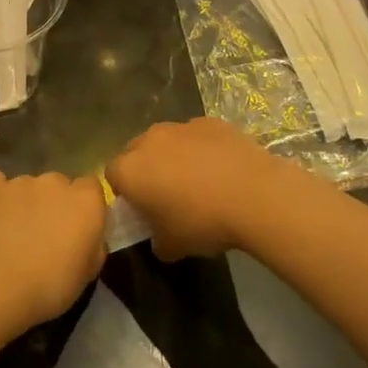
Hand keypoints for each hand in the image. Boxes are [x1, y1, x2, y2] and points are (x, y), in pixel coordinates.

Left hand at [0, 171, 105, 336]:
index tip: (78, 229)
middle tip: (46, 235)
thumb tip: (89, 237)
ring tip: (15, 233)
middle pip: (60, 184)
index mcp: (86, 201)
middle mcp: (56, 182)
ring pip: (29, 186)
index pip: (92, 187)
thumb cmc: (50, 286)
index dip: (85, 207)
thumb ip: (93, 245)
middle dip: (55, 204)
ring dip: (28, 202)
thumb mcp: (87, 274)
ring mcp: (21, 182)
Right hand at [105, 118, 313, 261]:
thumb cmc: (202, 222)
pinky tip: (221, 169)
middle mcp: (149, 140)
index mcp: (130, 170)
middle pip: (135, 152)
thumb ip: (157, 241)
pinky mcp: (209, 121)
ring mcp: (180, 126)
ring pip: (166, 141)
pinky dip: (201, 149)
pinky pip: (195, 136)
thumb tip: (160, 240)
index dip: (124, 192)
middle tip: (165, 194)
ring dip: (172, 156)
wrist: (254, 194)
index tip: (141, 208)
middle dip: (145, 169)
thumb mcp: (173, 246)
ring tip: (197, 180)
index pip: (112, 176)